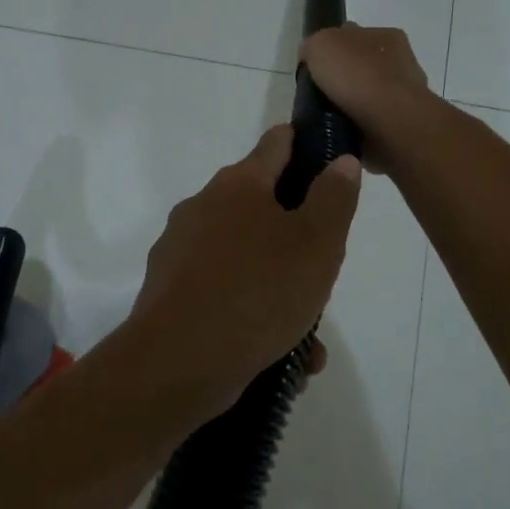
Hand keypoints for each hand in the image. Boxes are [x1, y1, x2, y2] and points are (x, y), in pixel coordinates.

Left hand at [129, 125, 359, 410]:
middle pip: (260, 207)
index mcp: (237, 185)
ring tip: (308, 335)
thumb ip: (334, 198)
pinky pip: (223, 293)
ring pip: (245, 259)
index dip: (305, 146)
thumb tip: (340, 161)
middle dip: (295, 236)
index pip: (276, 144)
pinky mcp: (169, 292)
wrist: (178, 363)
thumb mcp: (317, 243)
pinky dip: (251, 315)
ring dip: (278, 288)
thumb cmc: (258, 292)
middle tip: (322, 270)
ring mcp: (180, 251)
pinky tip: (280, 356)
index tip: (328, 162)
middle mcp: (202, 208)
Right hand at [299, 24, 432, 174]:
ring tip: (329, 118)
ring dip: (352, 105)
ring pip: (369, 96)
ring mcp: (406, 95)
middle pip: (362, 66)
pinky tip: (345, 132)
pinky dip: (360, 127)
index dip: (332, 50)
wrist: (390, 121)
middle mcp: (401, 61)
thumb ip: (313, 46)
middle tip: (319, 95)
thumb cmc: (357, 75)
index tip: (315, 69)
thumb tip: (311, 57)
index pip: (354, 36)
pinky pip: (374, 122)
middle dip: (343, 79)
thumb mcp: (321, 44)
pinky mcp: (404, 124)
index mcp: (386, 35)